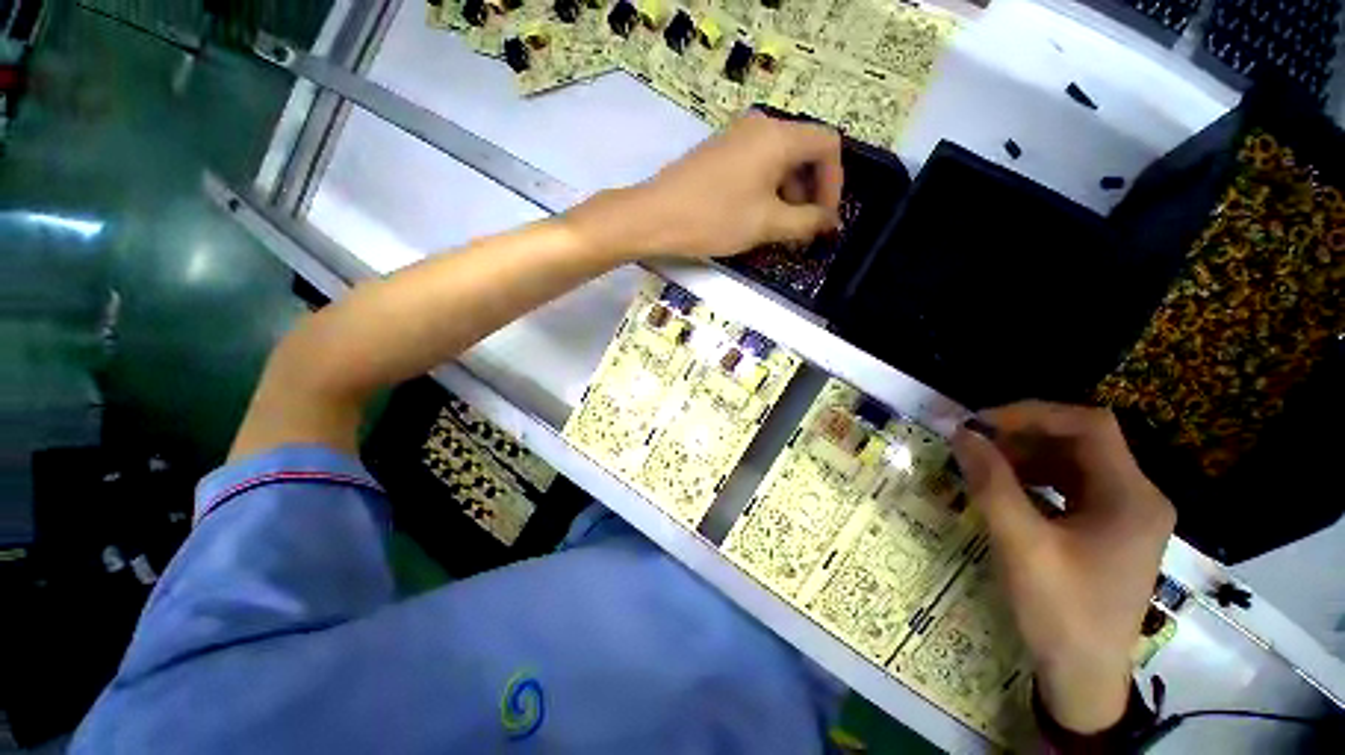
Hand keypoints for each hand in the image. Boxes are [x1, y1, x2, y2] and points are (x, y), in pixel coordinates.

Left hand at [566, 112, 842, 259]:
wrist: (653, 216)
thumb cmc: (714, 218)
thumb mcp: (767, 224)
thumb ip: (806, 222)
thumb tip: (830, 223)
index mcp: (778, 136)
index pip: (828, 145)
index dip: (834, 183)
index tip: (824, 218)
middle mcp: (760, 126)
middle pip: (803, 151)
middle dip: (810, 192)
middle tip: (801, 228)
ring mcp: (736, 137)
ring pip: (779, 160)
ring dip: (788, 194)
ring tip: (777, 228)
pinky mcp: (719, 152)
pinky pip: (756, 165)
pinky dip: (766, 189)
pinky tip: (754, 216)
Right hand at [951, 402, 1174, 733]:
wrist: (1084, 676)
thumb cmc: (1061, 612)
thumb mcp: (1021, 546)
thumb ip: (992, 485)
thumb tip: (963, 435)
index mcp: (1131, 497)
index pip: (1090, 426)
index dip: (1033, 414)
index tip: (982, 423)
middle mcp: (1137, 497)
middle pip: (1082, 441)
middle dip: (1024, 436)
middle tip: (974, 443)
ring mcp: (1125, 514)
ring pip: (1074, 462)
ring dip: (1026, 456)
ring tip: (983, 463)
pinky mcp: (1109, 530)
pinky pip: (1071, 487)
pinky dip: (1035, 479)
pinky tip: (1006, 489)